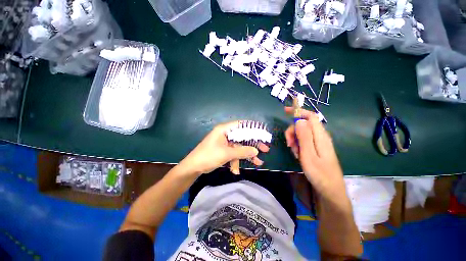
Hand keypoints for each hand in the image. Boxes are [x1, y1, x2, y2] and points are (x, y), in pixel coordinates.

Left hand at [179, 121, 269, 175]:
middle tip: (265, 149)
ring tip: (258, 163)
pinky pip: (234, 153)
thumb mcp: (226, 154)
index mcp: (224, 130)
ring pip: (239, 147)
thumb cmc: (208, 156)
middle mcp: (225, 134)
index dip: (253, 128)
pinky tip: (235, 170)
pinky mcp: (224, 150)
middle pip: (243, 137)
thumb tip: (256, 151)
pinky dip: (236, 161)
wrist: (193, 167)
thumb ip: (242, 151)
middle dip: (253, 145)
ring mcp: (225, 143)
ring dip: (247, 155)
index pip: (241, 125)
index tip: (263, 134)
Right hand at [284, 107, 345, 195]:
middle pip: (304, 124)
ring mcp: (319, 142)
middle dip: (293, 130)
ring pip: (303, 132)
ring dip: (294, 139)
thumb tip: (299, 120)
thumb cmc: (319, 174)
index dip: (298, 111)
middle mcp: (321, 136)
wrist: (330, 189)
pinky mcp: (316, 147)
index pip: (310, 116)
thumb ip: (304, 137)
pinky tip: (298, 154)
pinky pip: (304, 140)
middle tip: (289, 143)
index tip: (285, 111)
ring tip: (295, 152)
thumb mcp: (308, 155)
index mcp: (320, 136)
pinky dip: (298, 145)